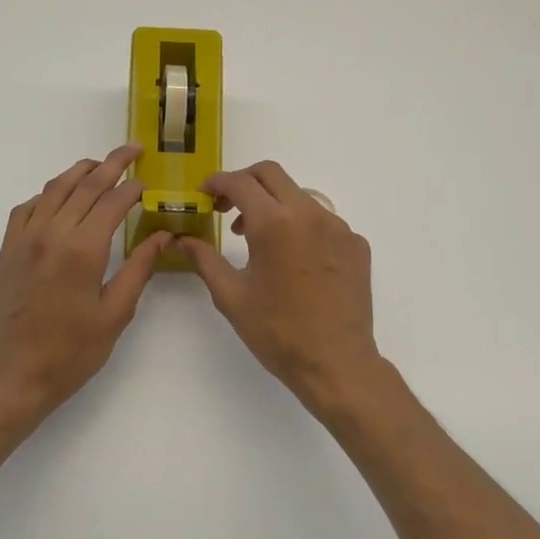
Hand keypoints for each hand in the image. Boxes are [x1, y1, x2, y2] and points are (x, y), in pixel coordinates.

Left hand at [0, 144, 170, 417]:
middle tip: (133, 150)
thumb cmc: (71, 352)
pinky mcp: (7, 250)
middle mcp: (51, 234)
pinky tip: (59, 198)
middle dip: (112, 164)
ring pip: (54, 189)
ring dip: (79, 172)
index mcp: (83, 250)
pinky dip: (48, 194)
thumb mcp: (115, 313)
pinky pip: (27, 207)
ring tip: (99, 165)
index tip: (149, 182)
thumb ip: (139, 268)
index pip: (113, 202)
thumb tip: (162, 236)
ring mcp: (24, 239)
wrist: (14, 375)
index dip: (133, 188)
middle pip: (84, 185)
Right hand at [178, 161, 386, 415]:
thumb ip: (205, 260)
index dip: (217, 183)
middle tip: (227, 209)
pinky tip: (294, 260)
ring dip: (274, 205)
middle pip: (272, 175)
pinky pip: (323, 221)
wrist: (337, 363)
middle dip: (244, 183)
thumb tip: (183, 240)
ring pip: (300, 196)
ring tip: (259, 240)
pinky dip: (301, 227)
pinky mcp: (356, 244)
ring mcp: (339, 227)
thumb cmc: (277, 333)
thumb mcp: (231, 297)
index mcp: (274, 224)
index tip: (204, 194)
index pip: (240, 183)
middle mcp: (310, 214)